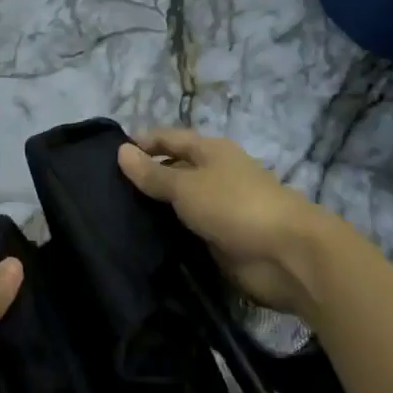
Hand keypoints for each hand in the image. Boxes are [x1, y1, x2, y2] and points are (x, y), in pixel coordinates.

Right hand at [117, 128, 320, 315]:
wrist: (286, 254)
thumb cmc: (234, 206)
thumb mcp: (186, 186)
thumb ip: (153, 173)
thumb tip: (121, 151)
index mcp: (211, 152)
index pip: (170, 138)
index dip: (143, 142)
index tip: (110, 154)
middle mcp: (215, 175)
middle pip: (175, 170)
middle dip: (146, 177)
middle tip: (106, 190)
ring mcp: (220, 209)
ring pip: (180, 203)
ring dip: (155, 209)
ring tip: (116, 216)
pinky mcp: (222, 239)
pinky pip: (189, 230)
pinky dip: (169, 233)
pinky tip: (143, 241)